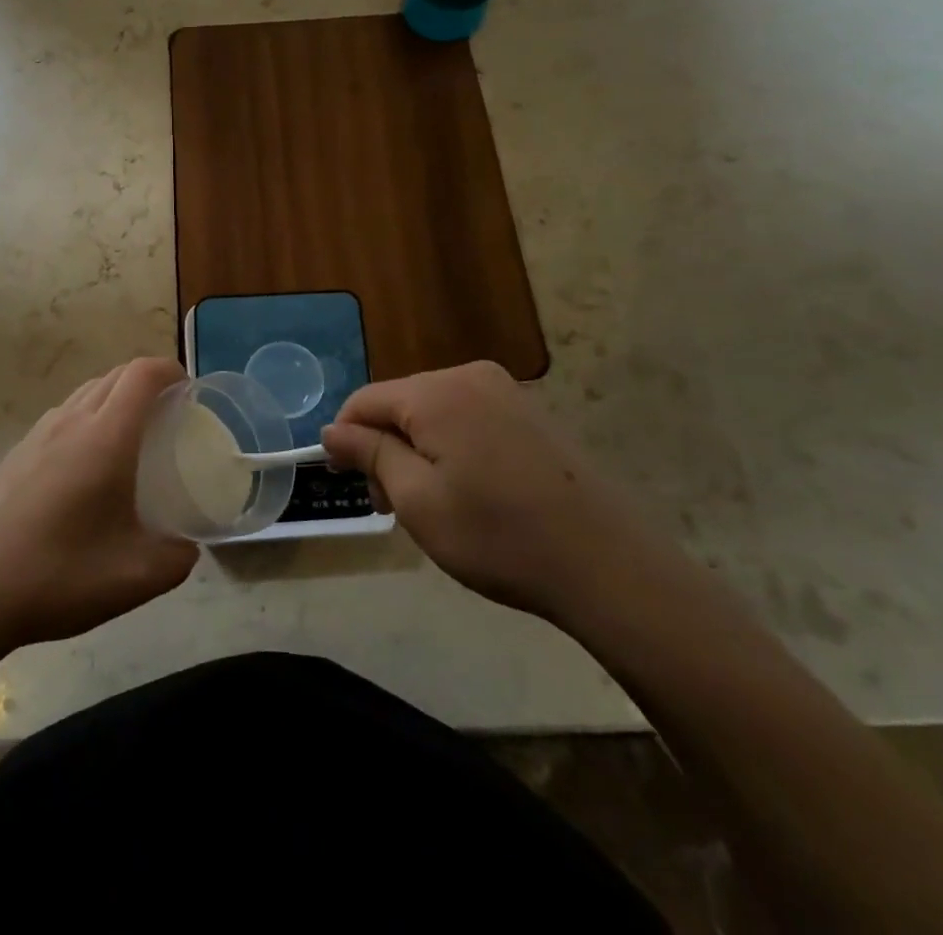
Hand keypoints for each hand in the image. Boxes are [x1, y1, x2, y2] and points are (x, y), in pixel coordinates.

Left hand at [0, 358, 198, 652]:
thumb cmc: (58, 575)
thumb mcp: (135, 578)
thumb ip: (176, 558)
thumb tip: (186, 547)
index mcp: (105, 437)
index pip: (142, 374)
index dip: (170, 370)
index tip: (189, 390)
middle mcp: (71, 421)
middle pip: (115, 375)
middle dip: (147, 381)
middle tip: (169, 414)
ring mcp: (37, 434)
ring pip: (85, 392)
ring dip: (115, 397)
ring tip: (131, 436)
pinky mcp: (15, 453)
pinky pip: (62, 415)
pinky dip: (87, 417)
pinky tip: (86, 466)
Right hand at [321, 361, 664, 622]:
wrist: (611, 566)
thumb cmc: (499, 536)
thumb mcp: (417, 500)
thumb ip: (370, 455)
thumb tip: (332, 430)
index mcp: (436, 392)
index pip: (365, 400)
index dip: (346, 439)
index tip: (351, 485)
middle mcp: (470, 376)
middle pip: (401, 404)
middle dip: (386, 449)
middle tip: (394, 509)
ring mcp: (507, 392)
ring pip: (435, 413)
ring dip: (419, 453)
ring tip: (435, 508)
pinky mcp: (532, 415)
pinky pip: (470, 420)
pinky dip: (454, 450)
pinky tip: (473, 494)